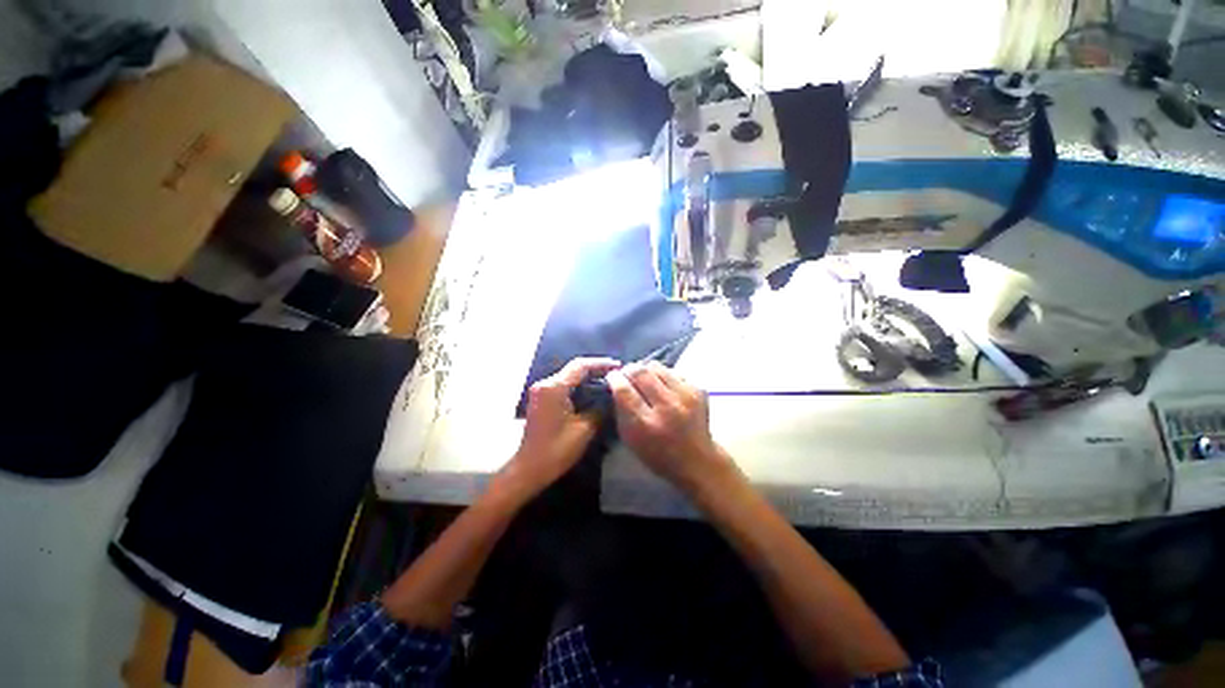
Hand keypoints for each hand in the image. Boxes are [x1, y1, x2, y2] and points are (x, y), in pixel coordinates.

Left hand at [502, 357, 620, 497]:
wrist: (527, 468)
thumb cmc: (555, 450)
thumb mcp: (584, 430)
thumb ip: (598, 409)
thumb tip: (610, 399)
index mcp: (554, 387)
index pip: (580, 365)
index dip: (601, 363)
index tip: (619, 366)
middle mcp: (546, 384)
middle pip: (574, 368)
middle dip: (595, 370)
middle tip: (616, 375)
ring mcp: (541, 391)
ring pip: (569, 376)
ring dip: (587, 378)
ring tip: (608, 382)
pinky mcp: (541, 399)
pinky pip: (563, 385)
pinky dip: (578, 386)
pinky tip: (592, 392)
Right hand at [606, 361, 732, 491]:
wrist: (697, 460)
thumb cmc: (658, 454)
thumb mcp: (631, 439)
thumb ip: (621, 410)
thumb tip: (616, 383)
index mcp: (645, 424)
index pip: (623, 390)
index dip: (614, 379)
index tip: (612, 377)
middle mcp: (667, 408)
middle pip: (640, 372)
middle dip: (628, 370)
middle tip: (627, 375)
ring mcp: (686, 396)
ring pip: (656, 366)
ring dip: (646, 371)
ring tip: (646, 380)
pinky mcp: (698, 389)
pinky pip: (673, 371)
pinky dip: (664, 376)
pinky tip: (664, 387)